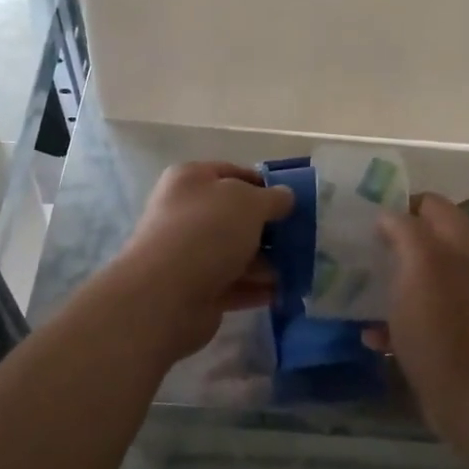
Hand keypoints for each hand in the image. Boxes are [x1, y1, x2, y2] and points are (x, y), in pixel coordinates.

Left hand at [104, 162, 295, 361]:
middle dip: (269, 228)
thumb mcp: (249, 203)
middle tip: (303, 237)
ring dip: (267, 261)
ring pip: (236, 252)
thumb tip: (285, 196)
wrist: (165, 295)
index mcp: (191, 180)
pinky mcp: (196, 290)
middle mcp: (186, 213)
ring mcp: (189, 254)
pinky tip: (285, 292)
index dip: (265, 185)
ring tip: (301, 268)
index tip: (294, 201)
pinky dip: (257, 288)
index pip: (233, 174)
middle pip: (236, 217)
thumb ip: (273, 198)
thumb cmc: (208, 232)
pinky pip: (234, 284)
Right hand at [363, 193, 468, 441]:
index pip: (428, 203)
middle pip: (423, 241)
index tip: (362, 220)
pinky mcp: (455, 335)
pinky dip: (395, 321)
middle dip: (388, 245)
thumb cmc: (442, 326)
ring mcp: (465, 302)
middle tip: (354, 254)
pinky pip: (419, 316)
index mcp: (464, 241)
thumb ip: (404, 229)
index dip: (395, 205)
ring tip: (356, 292)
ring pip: (418, 278)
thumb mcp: (420, 265)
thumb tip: (387, 215)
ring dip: (388, 283)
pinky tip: (372, 336)